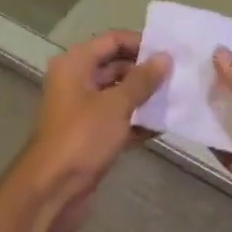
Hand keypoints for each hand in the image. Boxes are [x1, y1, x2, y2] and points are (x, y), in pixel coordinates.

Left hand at [10, 30, 167, 231]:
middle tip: (178, 76)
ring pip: (117, 94)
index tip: (170, 52)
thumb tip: (165, 57)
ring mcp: (82, 110)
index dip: (140, 43)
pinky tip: (164, 125)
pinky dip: (137, 121)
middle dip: (145, 72)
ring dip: (144, 97)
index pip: (112, 40)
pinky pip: (117, 119)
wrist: (52, 191)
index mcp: (75, 64)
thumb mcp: (116, 105)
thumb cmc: (82, 137)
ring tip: (177, 98)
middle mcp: (76, 81)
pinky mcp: (89, 135)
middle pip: (115, 65)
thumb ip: (142, 80)